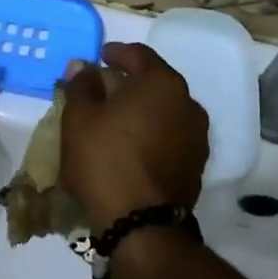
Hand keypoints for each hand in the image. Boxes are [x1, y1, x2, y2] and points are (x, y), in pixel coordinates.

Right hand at [59, 43, 208, 234]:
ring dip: (142, 109)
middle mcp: (188, 104)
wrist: (142, 226)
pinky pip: (171, 136)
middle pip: (155, 82)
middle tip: (104, 87)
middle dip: (130, 82)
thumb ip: (82, 85)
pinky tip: (132, 144)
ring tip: (116, 119)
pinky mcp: (196, 165)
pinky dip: (152, 132)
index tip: (101, 56)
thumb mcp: (80, 118)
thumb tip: (84, 66)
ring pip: (165, 110)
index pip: (139, 55)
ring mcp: (197, 136)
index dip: (117, 52)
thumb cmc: (106, 160)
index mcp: (162, 84)